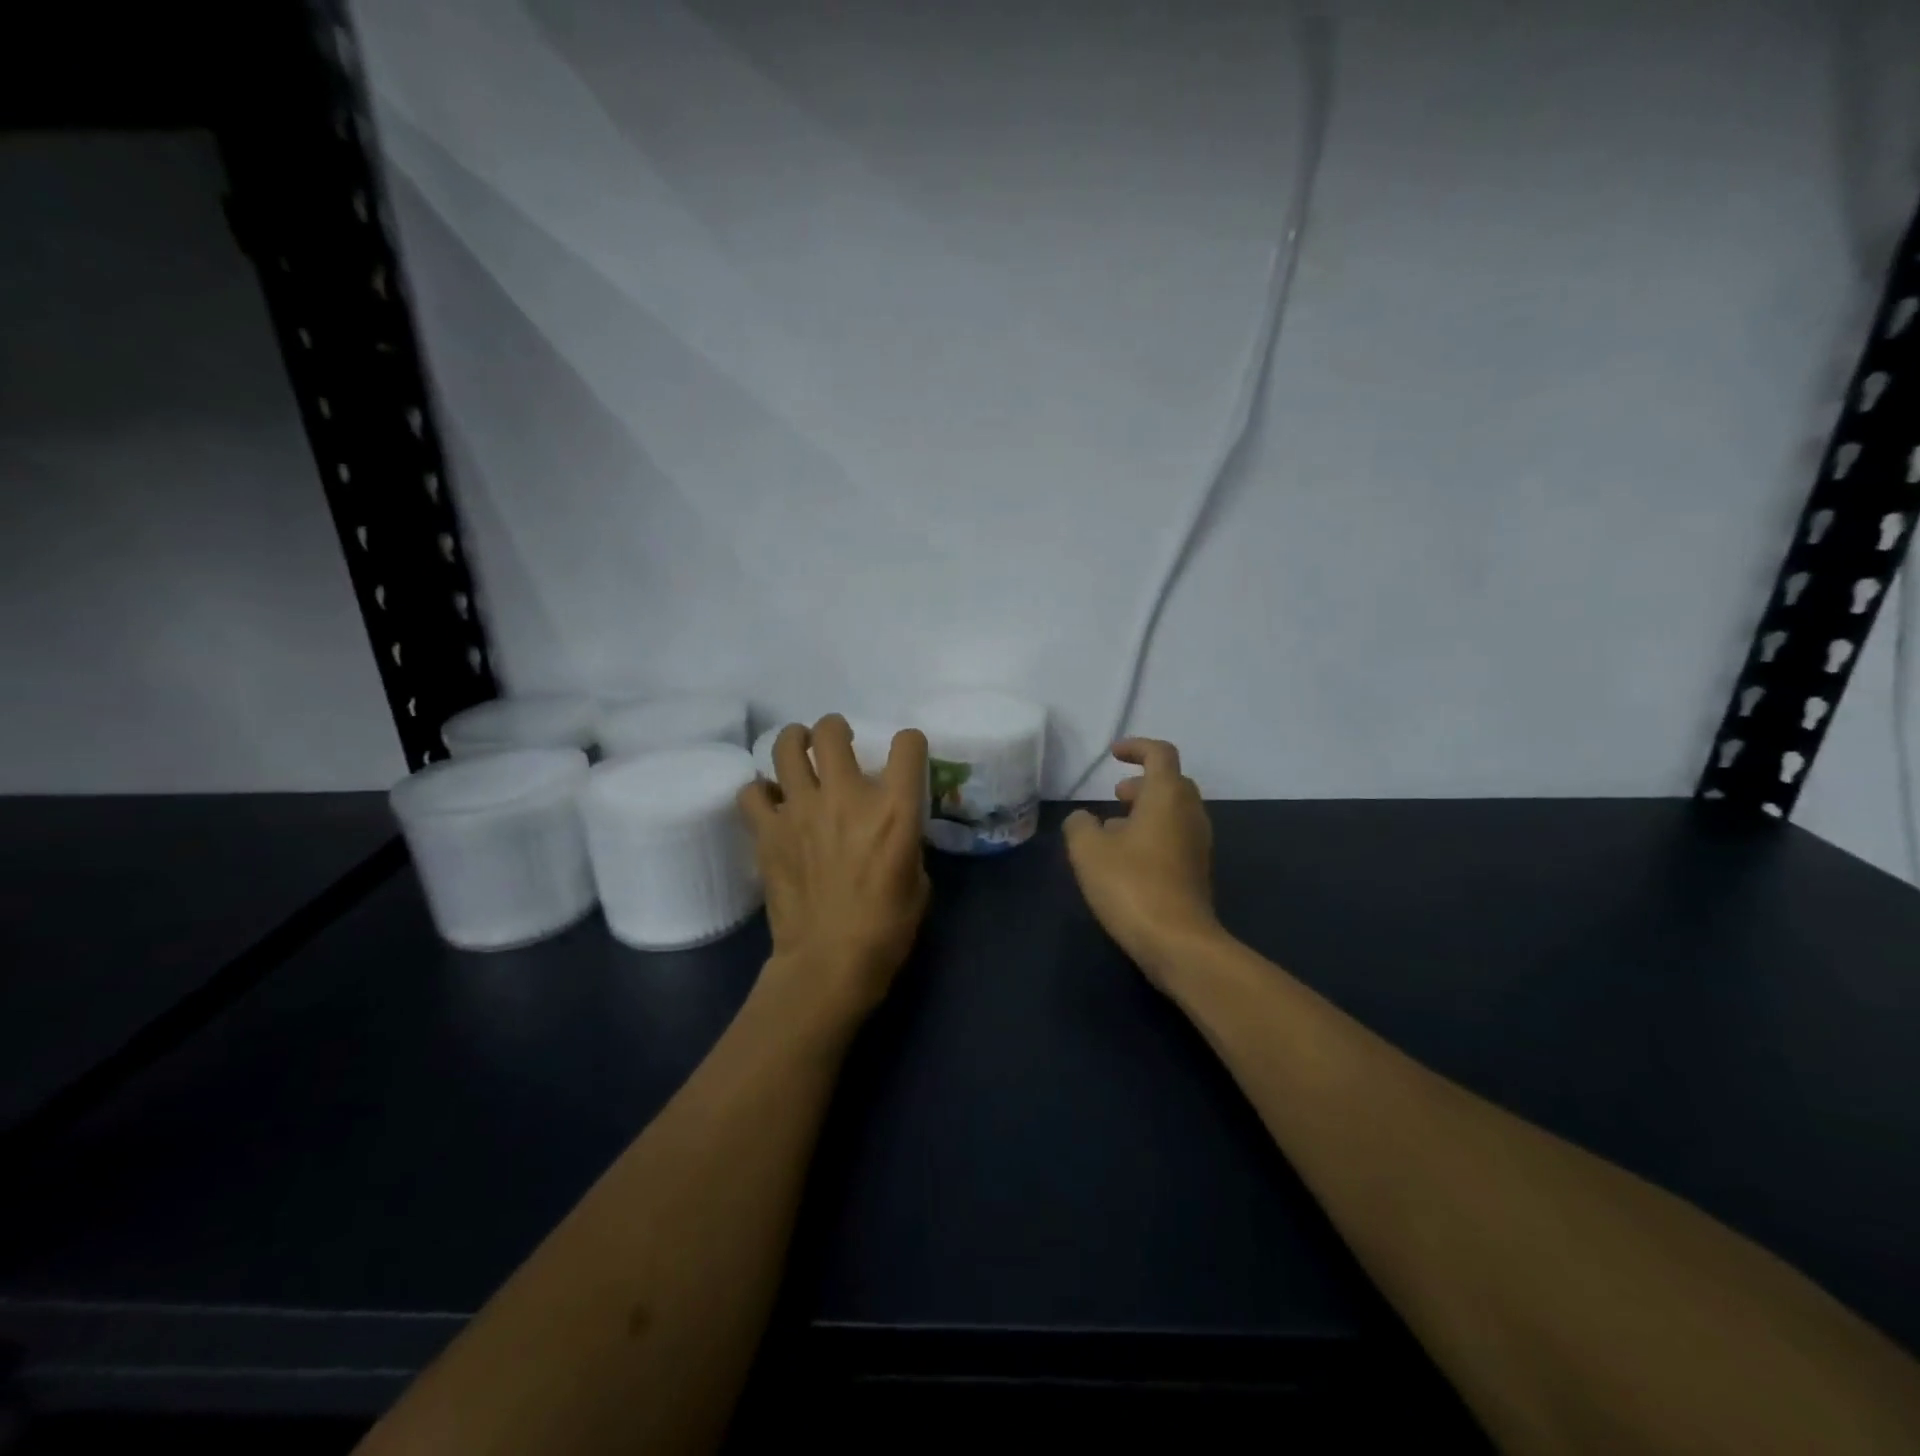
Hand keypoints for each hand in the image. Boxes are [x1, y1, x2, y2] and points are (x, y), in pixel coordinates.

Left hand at [737, 715, 931, 1028]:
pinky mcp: (768, 832)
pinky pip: (752, 792)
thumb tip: (887, 829)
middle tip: (836, 742)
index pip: (907, 744)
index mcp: (894, 809)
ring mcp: (801, 810)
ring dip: (794, 742)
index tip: (903, 754)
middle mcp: (846, 796)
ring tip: (799, 753)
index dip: (909, 743)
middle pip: (831, 730)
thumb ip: (904, 840)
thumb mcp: (918, 879)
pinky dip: (761, 792)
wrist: (830, 962)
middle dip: (835, 728)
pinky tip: (772, 803)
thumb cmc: (886, 927)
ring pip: (785, 747)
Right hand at [1063, 738, 1220, 986]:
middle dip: (1142, 782)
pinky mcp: (1197, 871)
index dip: (1136, 747)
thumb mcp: (1088, 850)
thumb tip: (1084, 819)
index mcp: (1167, 796)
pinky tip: (1126, 859)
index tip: (1113, 754)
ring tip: (1112, 829)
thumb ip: (1080, 825)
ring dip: (1146, 811)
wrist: (1177, 942)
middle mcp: (1190, 813)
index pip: (1159, 754)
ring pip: (1174, 812)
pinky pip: (1175, 837)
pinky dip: (1153, 834)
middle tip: (1115, 794)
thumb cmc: (1131, 885)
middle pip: (1171, 783)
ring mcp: (1198, 844)